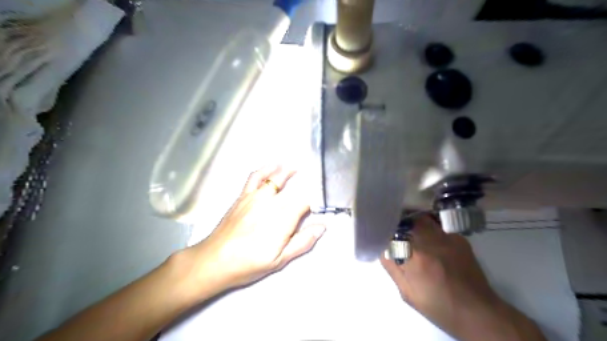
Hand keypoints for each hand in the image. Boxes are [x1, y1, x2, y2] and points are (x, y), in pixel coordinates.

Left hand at [186, 165, 326, 294]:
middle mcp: (270, 203)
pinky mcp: (243, 195)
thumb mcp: (280, 260)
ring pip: (275, 178)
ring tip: (294, 168)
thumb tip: (322, 227)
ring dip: (287, 171)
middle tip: (312, 182)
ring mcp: (255, 196)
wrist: (214, 260)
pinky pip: (255, 177)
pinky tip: (271, 166)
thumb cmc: (249, 263)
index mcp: (282, 219)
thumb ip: (302, 242)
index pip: (304, 202)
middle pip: (292, 189)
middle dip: (304, 184)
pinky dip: (265, 169)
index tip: (317, 204)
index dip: (314, 201)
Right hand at [378, 214, 544, 340]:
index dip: (386, 226)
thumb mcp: (407, 292)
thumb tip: (382, 247)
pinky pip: (438, 225)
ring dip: (414, 221)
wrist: (477, 312)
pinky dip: (430, 227)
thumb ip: (391, 267)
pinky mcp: (459, 238)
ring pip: (424, 218)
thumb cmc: (438, 306)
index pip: (394, 229)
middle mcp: (432, 242)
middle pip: (410, 218)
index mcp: (415, 257)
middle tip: (395, 227)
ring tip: (410, 230)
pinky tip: (429, 239)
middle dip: (400, 220)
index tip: (381, 228)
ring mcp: (447, 238)